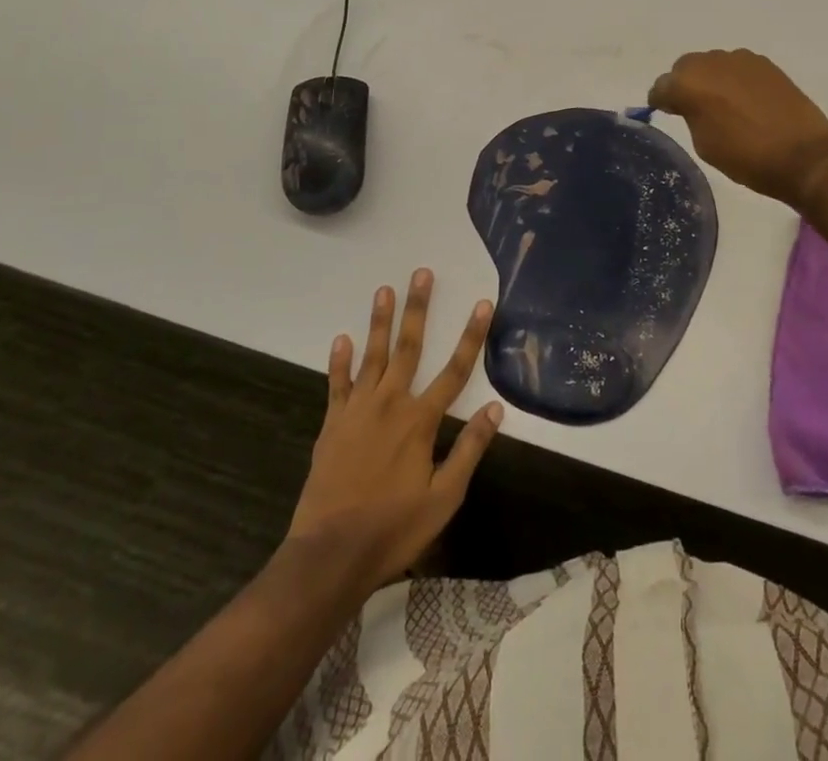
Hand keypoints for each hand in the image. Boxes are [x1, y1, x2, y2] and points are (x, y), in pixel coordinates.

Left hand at [284, 270, 500, 593]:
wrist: (331, 554)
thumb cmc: (394, 528)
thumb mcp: (444, 497)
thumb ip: (469, 449)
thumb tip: (496, 409)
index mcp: (420, 420)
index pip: (455, 370)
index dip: (472, 336)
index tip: (483, 304)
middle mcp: (390, 403)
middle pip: (408, 347)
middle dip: (417, 308)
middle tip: (421, 273)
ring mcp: (357, 411)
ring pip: (372, 356)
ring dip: (379, 321)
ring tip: (384, 289)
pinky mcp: (333, 424)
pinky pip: (337, 384)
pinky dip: (339, 361)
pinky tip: (341, 338)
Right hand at [648, 49, 827, 208]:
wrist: (804, 155)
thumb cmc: (747, 157)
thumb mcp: (704, 144)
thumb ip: (690, 115)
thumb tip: (689, 104)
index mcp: (690, 83)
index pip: (662, 86)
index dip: (661, 100)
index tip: (665, 112)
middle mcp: (712, 62)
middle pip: (686, 67)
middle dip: (684, 84)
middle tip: (691, 108)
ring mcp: (741, 59)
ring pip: (713, 64)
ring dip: (711, 80)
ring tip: (720, 104)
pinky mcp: (765, 64)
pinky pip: (738, 67)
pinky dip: (734, 79)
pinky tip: (743, 100)